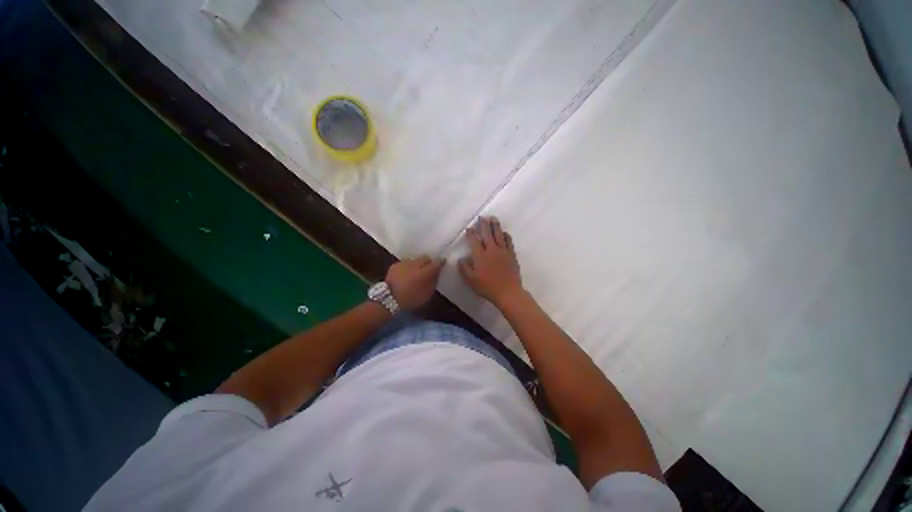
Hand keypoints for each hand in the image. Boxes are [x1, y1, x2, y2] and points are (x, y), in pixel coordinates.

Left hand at [385, 256, 444, 309]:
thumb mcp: (427, 294)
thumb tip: (437, 272)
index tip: (442, 263)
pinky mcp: (395, 264)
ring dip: (417, 264)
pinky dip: (407, 267)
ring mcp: (404, 263)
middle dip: (428, 262)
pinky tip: (406, 274)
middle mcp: (416, 264)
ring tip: (415, 272)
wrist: (389, 299)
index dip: (441, 262)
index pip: (437, 262)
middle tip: (428, 269)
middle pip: (426, 258)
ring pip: (415, 259)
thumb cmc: (411, 299)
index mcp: (425, 272)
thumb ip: (433, 281)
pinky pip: (405, 263)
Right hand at [458, 217, 523, 305]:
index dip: (471, 234)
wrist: (508, 292)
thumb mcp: (471, 280)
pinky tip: (504, 232)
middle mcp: (491, 250)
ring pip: (499, 235)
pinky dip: (506, 235)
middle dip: (483, 224)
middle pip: (487, 234)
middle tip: (482, 217)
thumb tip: (461, 258)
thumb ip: (464, 268)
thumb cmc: (487, 287)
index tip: (469, 228)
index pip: (474, 241)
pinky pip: (509, 241)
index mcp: (480, 256)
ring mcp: (503, 251)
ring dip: (495, 225)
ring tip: (493, 218)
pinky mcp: (511, 254)